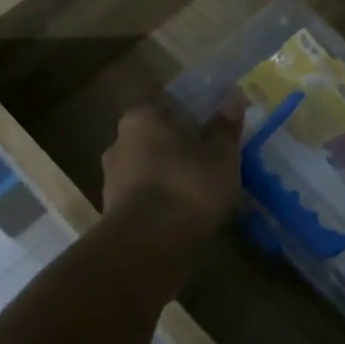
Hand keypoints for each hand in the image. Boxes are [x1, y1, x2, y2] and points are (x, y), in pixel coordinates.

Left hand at [100, 99, 241, 241]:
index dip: (191, 113)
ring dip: (169, 175)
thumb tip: (233, 96)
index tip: (212, 126)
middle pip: (155, 137)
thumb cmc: (187, 187)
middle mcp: (119, 142)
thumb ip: (225, 128)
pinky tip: (183, 213)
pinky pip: (144, 197)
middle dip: (179, 146)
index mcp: (142, 118)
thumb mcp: (220, 156)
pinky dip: (161, 201)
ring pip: (148, 168)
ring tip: (200, 190)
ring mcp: (111, 179)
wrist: (146, 247)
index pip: (167, 104)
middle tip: (209, 158)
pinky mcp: (113, 212)